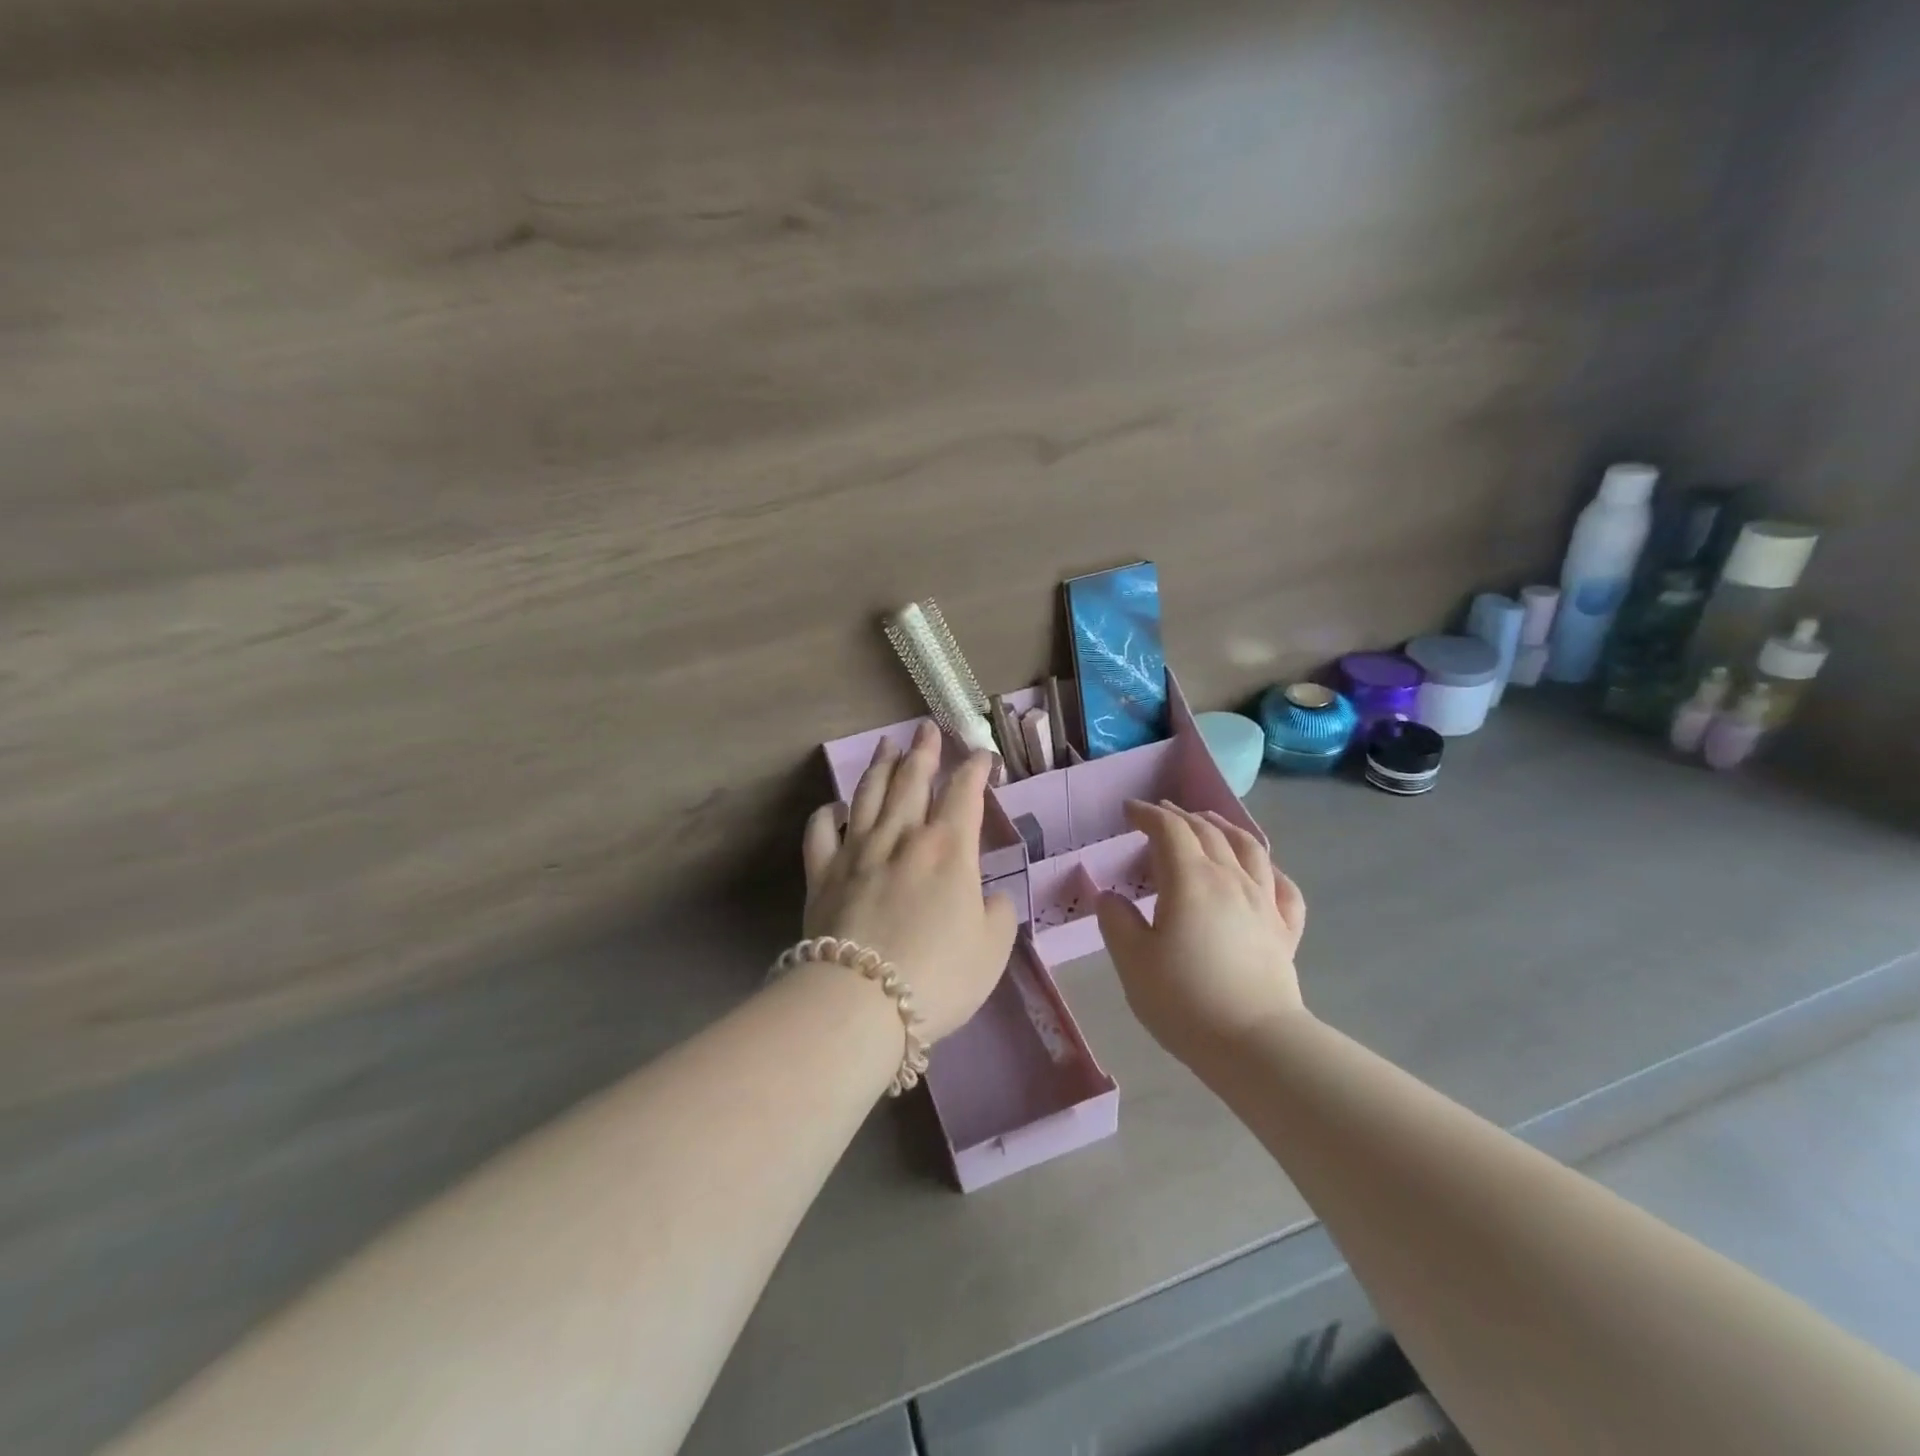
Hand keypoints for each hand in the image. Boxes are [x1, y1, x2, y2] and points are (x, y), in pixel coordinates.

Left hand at [802, 722, 1017, 1041]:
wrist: (861, 1000)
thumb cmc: (938, 976)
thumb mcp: (992, 950)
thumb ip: (998, 914)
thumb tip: (988, 897)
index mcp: (948, 849)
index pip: (965, 793)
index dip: (975, 769)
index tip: (982, 755)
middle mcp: (902, 836)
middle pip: (912, 780)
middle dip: (923, 751)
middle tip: (926, 729)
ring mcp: (856, 851)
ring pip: (868, 795)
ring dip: (880, 766)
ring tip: (885, 745)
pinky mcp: (821, 874)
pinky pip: (820, 832)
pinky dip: (827, 814)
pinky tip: (833, 807)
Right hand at [1094, 800, 1307, 1065]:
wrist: (1254, 1044)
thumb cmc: (1184, 1000)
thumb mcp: (1133, 961)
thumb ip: (1116, 921)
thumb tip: (1109, 897)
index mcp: (1191, 880)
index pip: (1170, 830)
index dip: (1148, 814)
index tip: (1129, 811)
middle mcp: (1231, 879)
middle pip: (1207, 831)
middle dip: (1180, 816)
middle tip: (1159, 814)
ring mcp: (1264, 903)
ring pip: (1248, 848)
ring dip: (1224, 828)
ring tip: (1209, 823)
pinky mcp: (1285, 930)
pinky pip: (1282, 886)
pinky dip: (1268, 868)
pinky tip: (1261, 872)